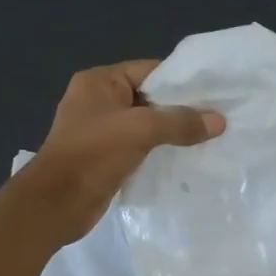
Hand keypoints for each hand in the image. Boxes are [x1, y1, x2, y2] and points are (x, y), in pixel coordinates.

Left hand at [22, 60, 224, 242]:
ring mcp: (101, 130)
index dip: (182, 81)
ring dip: (173, 133)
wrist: (56, 204)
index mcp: (100, 82)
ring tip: (209, 139)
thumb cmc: (93, 155)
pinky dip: (161, 151)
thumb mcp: (141, 130)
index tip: (215, 93)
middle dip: (181, 109)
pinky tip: (186, 159)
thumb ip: (180, 123)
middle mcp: (99, 101)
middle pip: (150, 98)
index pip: (150, 70)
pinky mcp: (106, 157)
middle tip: (218, 118)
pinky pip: (141, 147)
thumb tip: (219, 121)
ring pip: (147, 125)